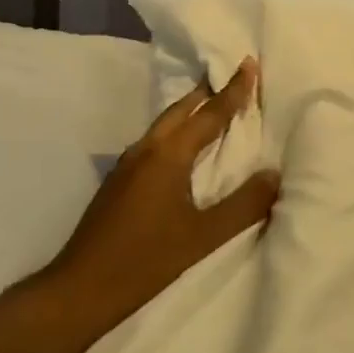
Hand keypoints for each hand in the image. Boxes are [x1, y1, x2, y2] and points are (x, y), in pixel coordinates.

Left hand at [41, 58, 277, 333]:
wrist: (79, 289)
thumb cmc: (145, 261)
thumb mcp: (203, 237)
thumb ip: (243, 205)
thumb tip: (274, 174)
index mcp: (169, 153)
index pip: (210, 113)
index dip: (234, 89)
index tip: (249, 62)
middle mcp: (147, 148)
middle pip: (182, 109)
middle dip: (208, 91)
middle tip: (232, 77)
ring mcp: (128, 163)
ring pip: (165, 124)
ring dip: (191, 111)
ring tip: (213, 106)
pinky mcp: (119, 180)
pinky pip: (155, 140)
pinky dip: (176, 131)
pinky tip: (184, 149)